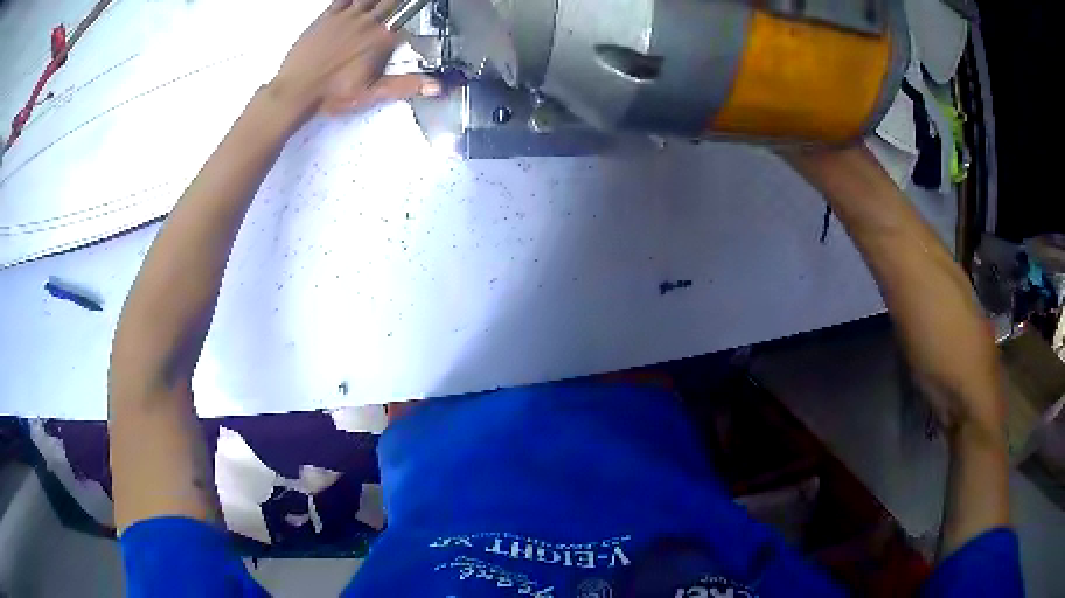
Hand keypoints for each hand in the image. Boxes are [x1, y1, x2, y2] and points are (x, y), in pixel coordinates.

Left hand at [270, 0, 440, 118]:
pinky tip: (359, 0)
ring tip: (386, 1)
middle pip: (392, 1)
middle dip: (399, 2)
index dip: (417, 12)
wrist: (296, 90)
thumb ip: (406, 86)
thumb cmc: (331, 94)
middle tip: (405, 3)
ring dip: (380, 0)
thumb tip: (437, 87)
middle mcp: (367, 23)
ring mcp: (346, 17)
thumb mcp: (372, 94)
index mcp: (381, 40)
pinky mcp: (328, 17)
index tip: (421, 8)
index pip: (408, 19)